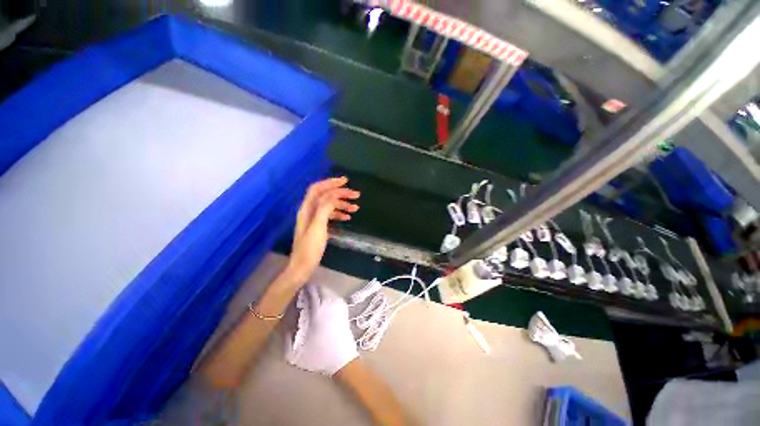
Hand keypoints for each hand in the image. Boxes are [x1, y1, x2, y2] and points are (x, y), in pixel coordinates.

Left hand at [285, 177, 359, 283]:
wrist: (302, 266)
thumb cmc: (310, 248)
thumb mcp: (318, 227)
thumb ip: (325, 209)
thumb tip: (334, 195)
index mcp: (307, 209)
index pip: (318, 189)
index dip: (330, 183)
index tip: (345, 181)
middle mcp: (309, 211)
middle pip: (326, 196)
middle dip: (341, 193)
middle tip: (356, 195)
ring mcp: (314, 219)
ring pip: (330, 206)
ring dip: (342, 205)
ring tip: (356, 208)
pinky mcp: (318, 226)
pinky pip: (330, 215)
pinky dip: (339, 214)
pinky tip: (348, 217)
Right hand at [285, 284, 358, 375]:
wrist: (342, 359)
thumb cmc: (318, 356)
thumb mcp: (293, 353)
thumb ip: (285, 334)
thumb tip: (285, 318)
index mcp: (318, 310)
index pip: (310, 290)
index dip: (301, 290)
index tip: (294, 295)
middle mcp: (330, 302)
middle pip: (319, 287)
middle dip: (309, 290)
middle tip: (301, 298)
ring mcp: (338, 303)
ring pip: (326, 289)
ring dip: (318, 292)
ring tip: (310, 302)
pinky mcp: (344, 306)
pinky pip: (332, 294)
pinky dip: (325, 295)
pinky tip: (320, 305)